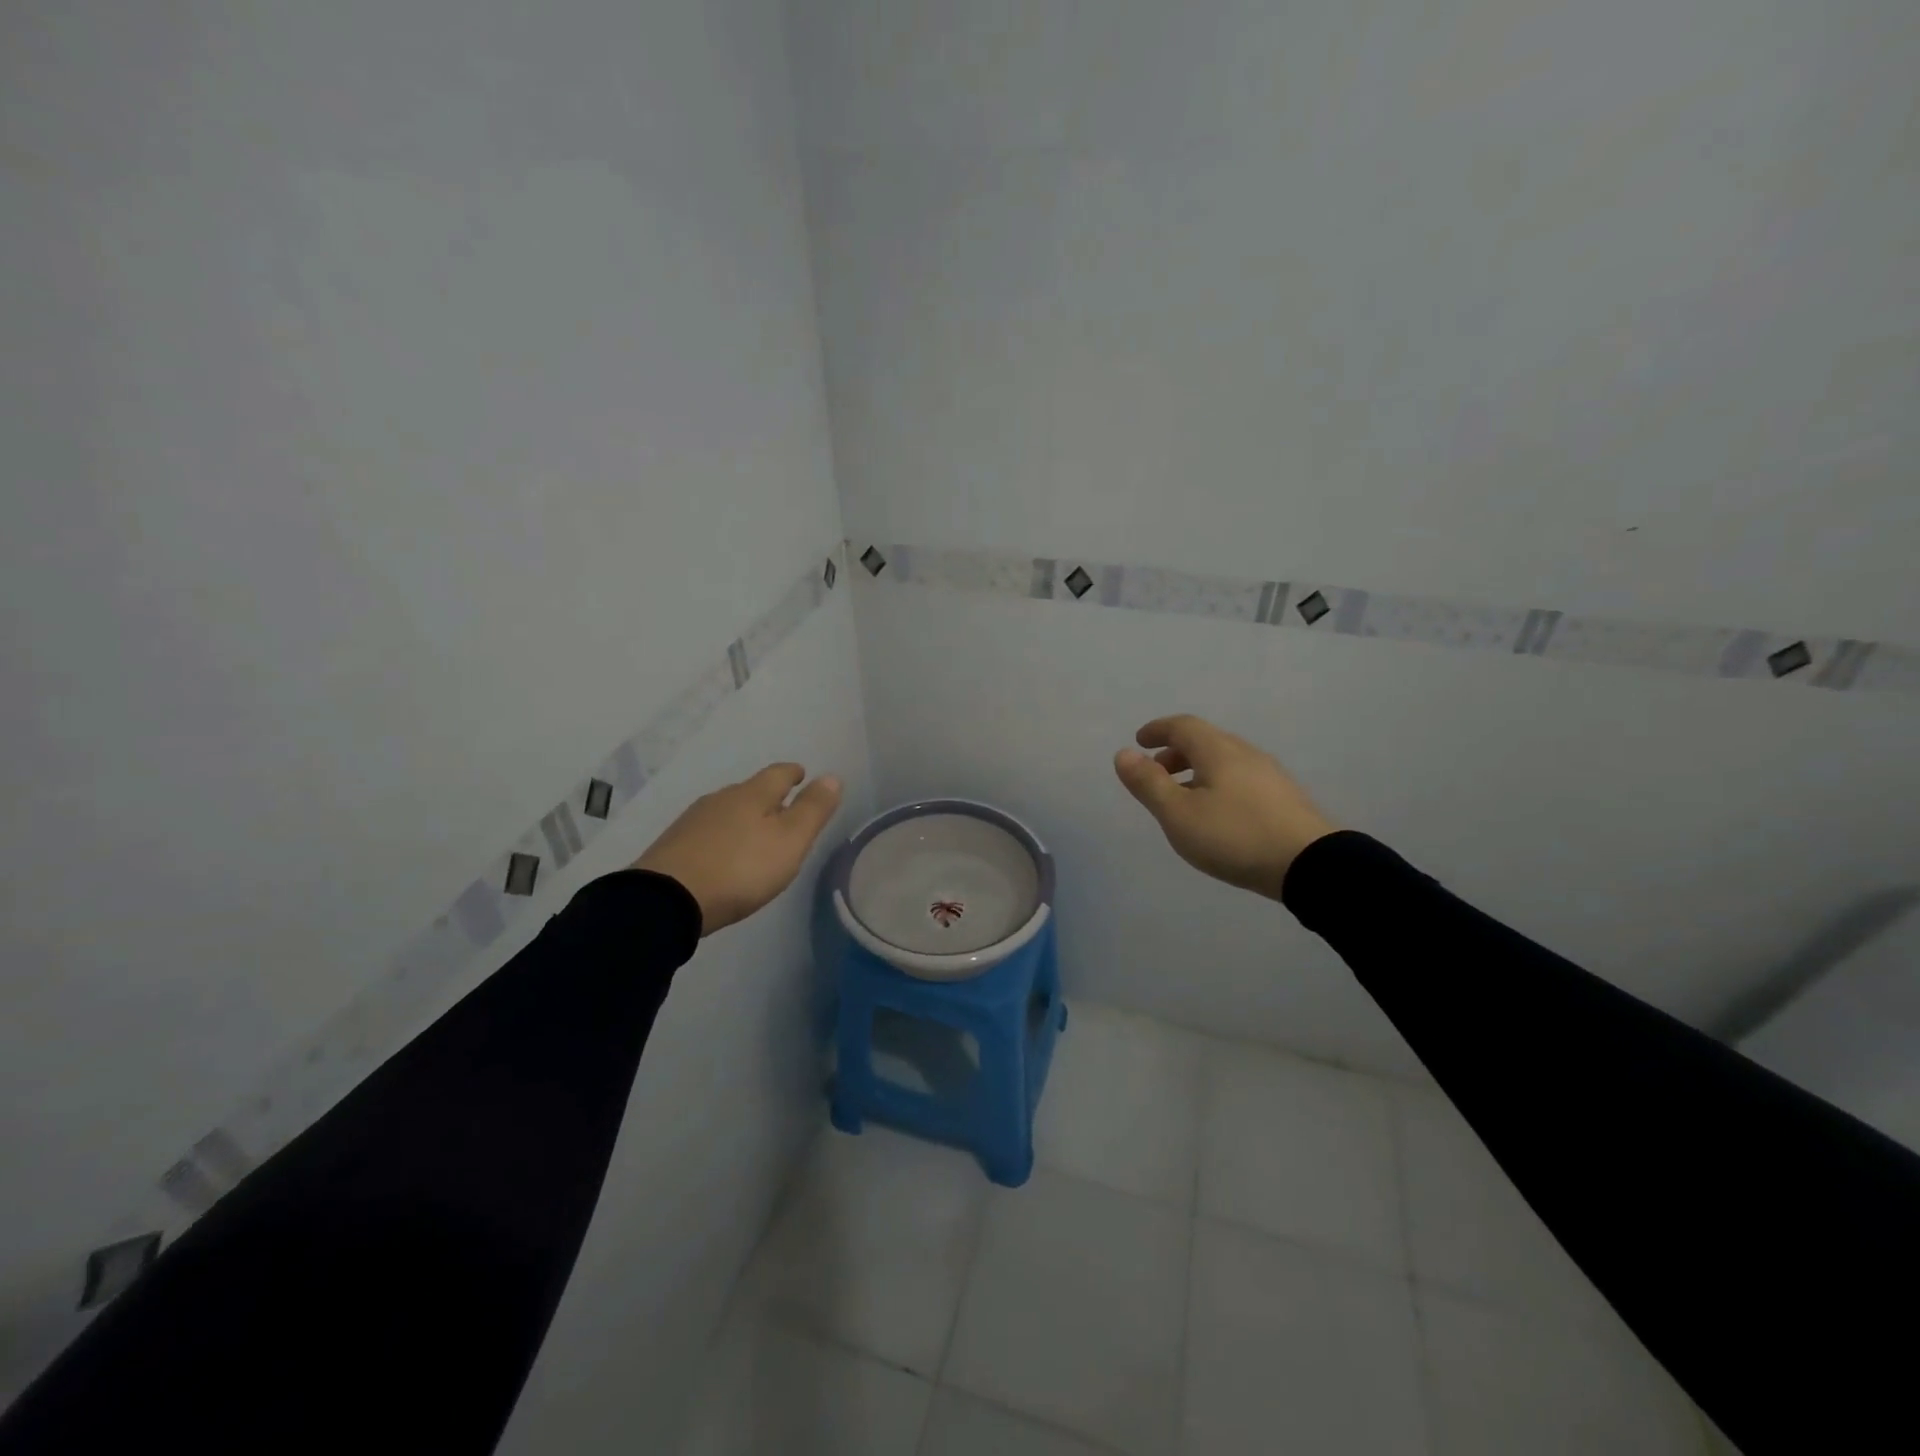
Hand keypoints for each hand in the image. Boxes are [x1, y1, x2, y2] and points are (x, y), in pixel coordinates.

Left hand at [633, 764, 843, 935]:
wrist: (667, 900)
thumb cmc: (740, 869)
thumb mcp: (789, 841)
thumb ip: (812, 810)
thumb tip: (832, 776)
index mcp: (752, 794)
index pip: (778, 773)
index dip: (793, 773)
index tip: (802, 774)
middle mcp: (721, 799)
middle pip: (750, 790)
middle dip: (768, 797)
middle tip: (783, 811)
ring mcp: (693, 821)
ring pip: (727, 810)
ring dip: (744, 817)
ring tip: (755, 835)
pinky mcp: (673, 845)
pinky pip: (707, 832)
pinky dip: (722, 836)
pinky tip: (724, 854)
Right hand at [1114, 714, 1336, 900]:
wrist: (1310, 865)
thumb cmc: (1234, 835)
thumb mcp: (1178, 814)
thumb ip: (1148, 783)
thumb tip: (1124, 754)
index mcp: (1218, 750)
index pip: (1183, 726)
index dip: (1158, 730)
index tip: (1140, 741)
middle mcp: (1245, 753)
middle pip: (1205, 741)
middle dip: (1176, 752)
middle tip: (1156, 773)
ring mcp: (1269, 775)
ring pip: (1224, 761)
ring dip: (1197, 770)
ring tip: (1183, 798)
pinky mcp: (1285, 798)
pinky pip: (1240, 778)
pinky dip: (1217, 783)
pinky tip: (1217, 813)